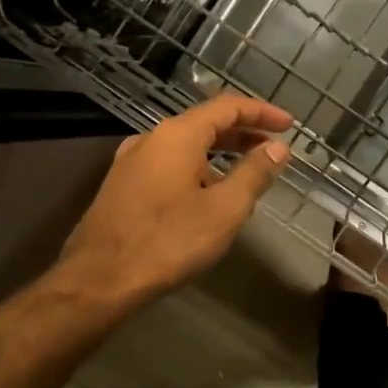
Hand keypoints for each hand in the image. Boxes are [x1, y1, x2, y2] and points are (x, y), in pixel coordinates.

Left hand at [56, 95, 293, 307]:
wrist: (99, 279)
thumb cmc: (168, 242)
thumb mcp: (224, 210)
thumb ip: (254, 174)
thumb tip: (277, 147)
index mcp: (177, 136)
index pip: (227, 107)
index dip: (261, 112)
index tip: (289, 125)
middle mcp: (150, 139)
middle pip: (204, 123)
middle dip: (242, 133)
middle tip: (273, 148)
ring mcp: (131, 162)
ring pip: (184, 146)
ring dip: (219, 153)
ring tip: (246, 173)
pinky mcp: (121, 186)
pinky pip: (167, 165)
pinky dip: (196, 168)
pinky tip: (207, 195)